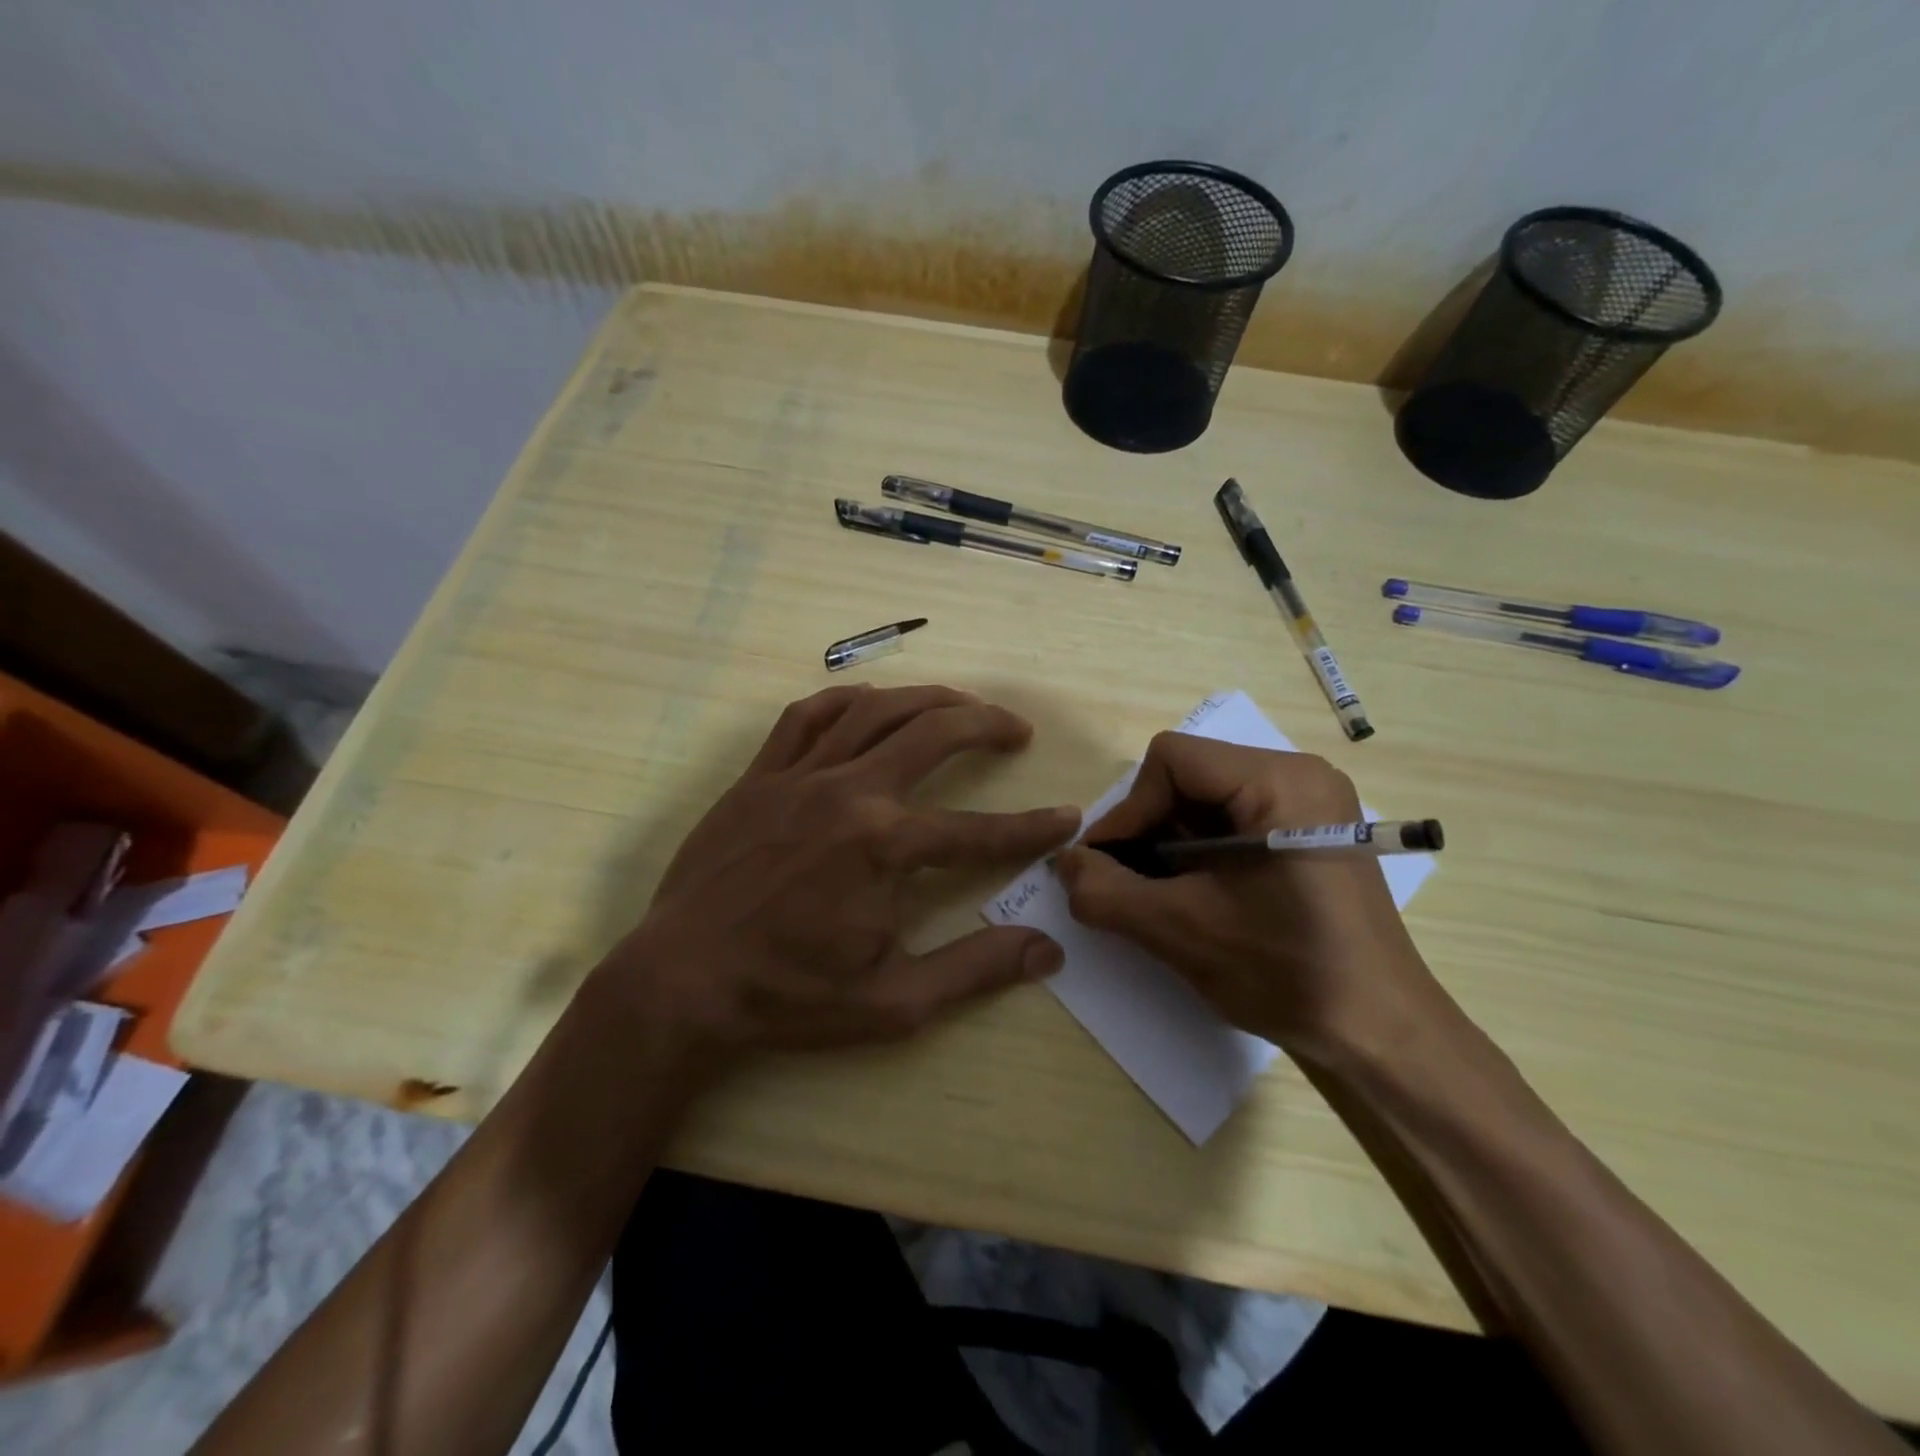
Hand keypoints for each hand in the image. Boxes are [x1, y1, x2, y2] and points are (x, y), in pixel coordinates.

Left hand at [602, 685, 1076, 1055]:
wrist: (681, 981)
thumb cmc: (788, 996)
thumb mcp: (892, 1002)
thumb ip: (974, 969)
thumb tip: (1047, 949)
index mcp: (884, 847)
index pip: (979, 832)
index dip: (1031, 828)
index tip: (1066, 818)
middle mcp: (849, 793)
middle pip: (933, 734)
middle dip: (987, 725)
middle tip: (1017, 730)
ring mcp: (799, 776)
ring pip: (876, 710)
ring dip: (928, 699)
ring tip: (962, 705)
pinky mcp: (759, 776)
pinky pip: (806, 717)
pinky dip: (846, 700)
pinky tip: (870, 702)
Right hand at [1055, 733, 1435, 1058]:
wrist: (1379, 1034)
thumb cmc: (1286, 972)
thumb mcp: (1179, 930)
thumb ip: (1105, 891)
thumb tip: (1063, 863)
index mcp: (1280, 781)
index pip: (1172, 760)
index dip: (1129, 810)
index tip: (1107, 865)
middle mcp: (1301, 775)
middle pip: (1190, 776)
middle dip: (1148, 828)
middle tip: (1128, 882)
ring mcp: (1311, 804)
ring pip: (1208, 799)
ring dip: (1170, 843)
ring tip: (1157, 893)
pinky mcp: (1312, 832)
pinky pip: (1234, 819)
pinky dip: (1200, 851)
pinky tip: (1194, 894)